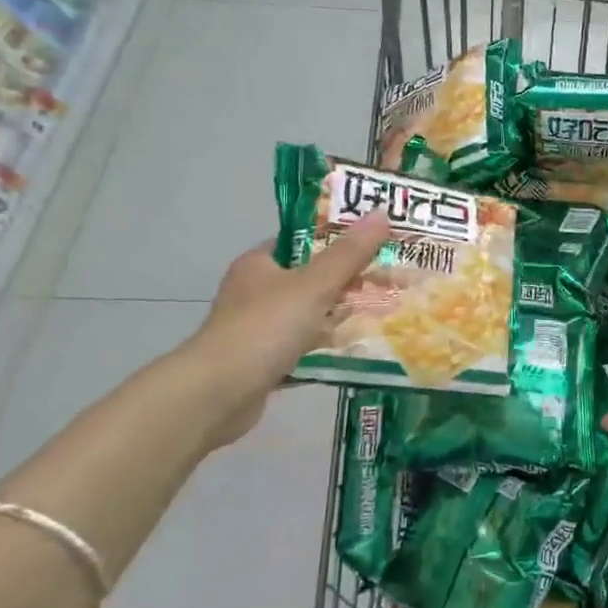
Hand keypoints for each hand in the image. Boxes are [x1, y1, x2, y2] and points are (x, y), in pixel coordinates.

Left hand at [180, 216, 388, 446]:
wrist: (217, 394)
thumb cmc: (264, 328)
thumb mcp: (313, 285)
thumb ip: (349, 254)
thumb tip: (381, 212)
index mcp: (259, 264)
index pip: (301, 240)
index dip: (337, 237)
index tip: (374, 241)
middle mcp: (255, 292)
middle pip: (310, 278)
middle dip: (347, 279)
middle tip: (389, 278)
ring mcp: (259, 328)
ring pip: (309, 313)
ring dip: (340, 314)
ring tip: (384, 311)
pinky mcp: (265, 360)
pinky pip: (305, 345)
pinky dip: (327, 346)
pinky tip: (358, 348)